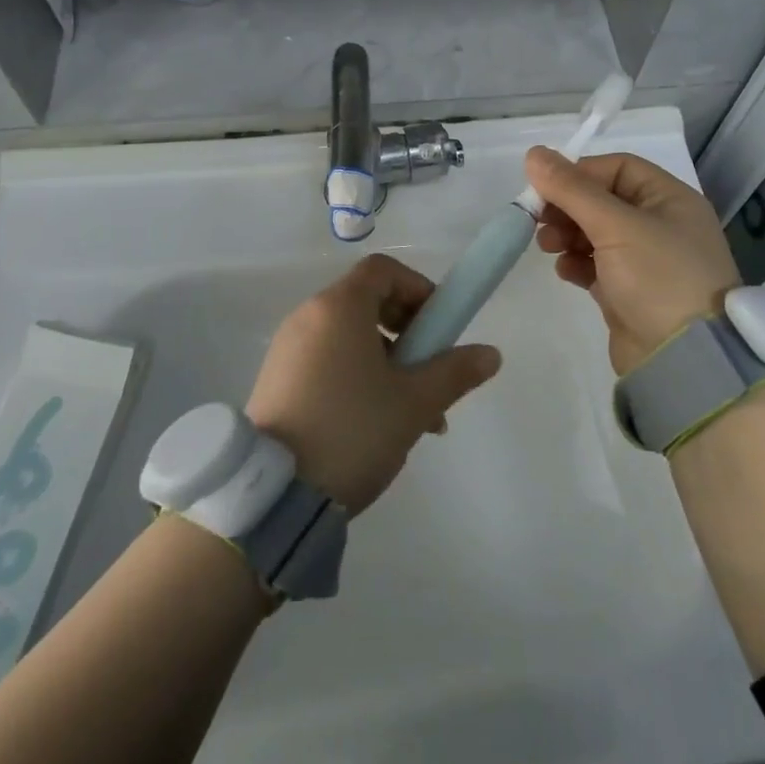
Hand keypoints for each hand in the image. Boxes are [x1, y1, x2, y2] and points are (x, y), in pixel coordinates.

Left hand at [245, 254, 501, 515]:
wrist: (273, 493)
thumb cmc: (352, 431)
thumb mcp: (414, 403)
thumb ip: (454, 372)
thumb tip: (490, 354)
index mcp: (339, 307)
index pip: (384, 270)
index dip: (418, 288)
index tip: (438, 327)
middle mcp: (308, 316)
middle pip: (367, 302)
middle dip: (408, 332)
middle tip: (429, 372)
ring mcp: (288, 349)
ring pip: (350, 338)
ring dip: (388, 362)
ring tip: (412, 415)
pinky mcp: (277, 380)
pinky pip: (327, 360)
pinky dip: (357, 375)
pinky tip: (376, 425)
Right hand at [526, 147, 740, 375]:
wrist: (685, 360)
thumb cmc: (658, 278)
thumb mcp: (616, 226)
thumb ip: (572, 189)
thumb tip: (534, 153)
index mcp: (670, 199)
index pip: (617, 168)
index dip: (579, 174)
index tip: (545, 188)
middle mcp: (661, 224)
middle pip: (602, 200)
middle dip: (567, 207)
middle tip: (537, 220)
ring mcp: (646, 260)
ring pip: (595, 233)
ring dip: (567, 234)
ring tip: (548, 246)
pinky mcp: (629, 291)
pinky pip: (595, 264)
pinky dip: (576, 262)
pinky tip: (565, 271)